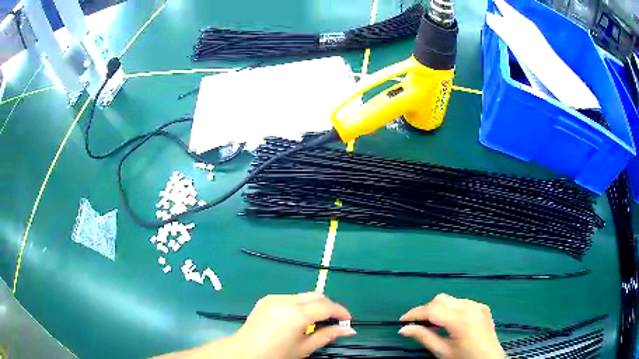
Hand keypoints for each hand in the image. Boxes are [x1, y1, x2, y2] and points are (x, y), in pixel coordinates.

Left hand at [232, 292, 355, 358]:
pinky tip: (297, 319)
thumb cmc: (276, 354)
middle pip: (316, 295)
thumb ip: (327, 335)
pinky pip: (290, 297)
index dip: (340, 312)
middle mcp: (286, 300)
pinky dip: (299, 304)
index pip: (326, 306)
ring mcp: (274, 297)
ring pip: (303, 295)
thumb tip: (349, 330)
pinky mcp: (266, 298)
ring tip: (316, 321)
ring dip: (314, 305)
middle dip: (329, 306)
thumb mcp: (304, 348)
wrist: (245, 351)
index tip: (348, 320)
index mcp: (296, 314)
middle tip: (334, 321)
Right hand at [398, 294, 504, 358]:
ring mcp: (478, 305)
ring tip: (434, 325)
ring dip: (439, 309)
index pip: (432, 309)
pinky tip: (450, 323)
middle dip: (427, 309)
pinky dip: (451, 309)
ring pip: (451, 299)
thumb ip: (423, 337)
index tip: (402, 321)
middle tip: (418, 324)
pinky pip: (462, 302)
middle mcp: (470, 307)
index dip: (415, 313)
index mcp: (461, 320)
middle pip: (441, 299)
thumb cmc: (464, 358)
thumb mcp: (442, 352)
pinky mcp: (483, 306)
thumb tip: (403, 329)